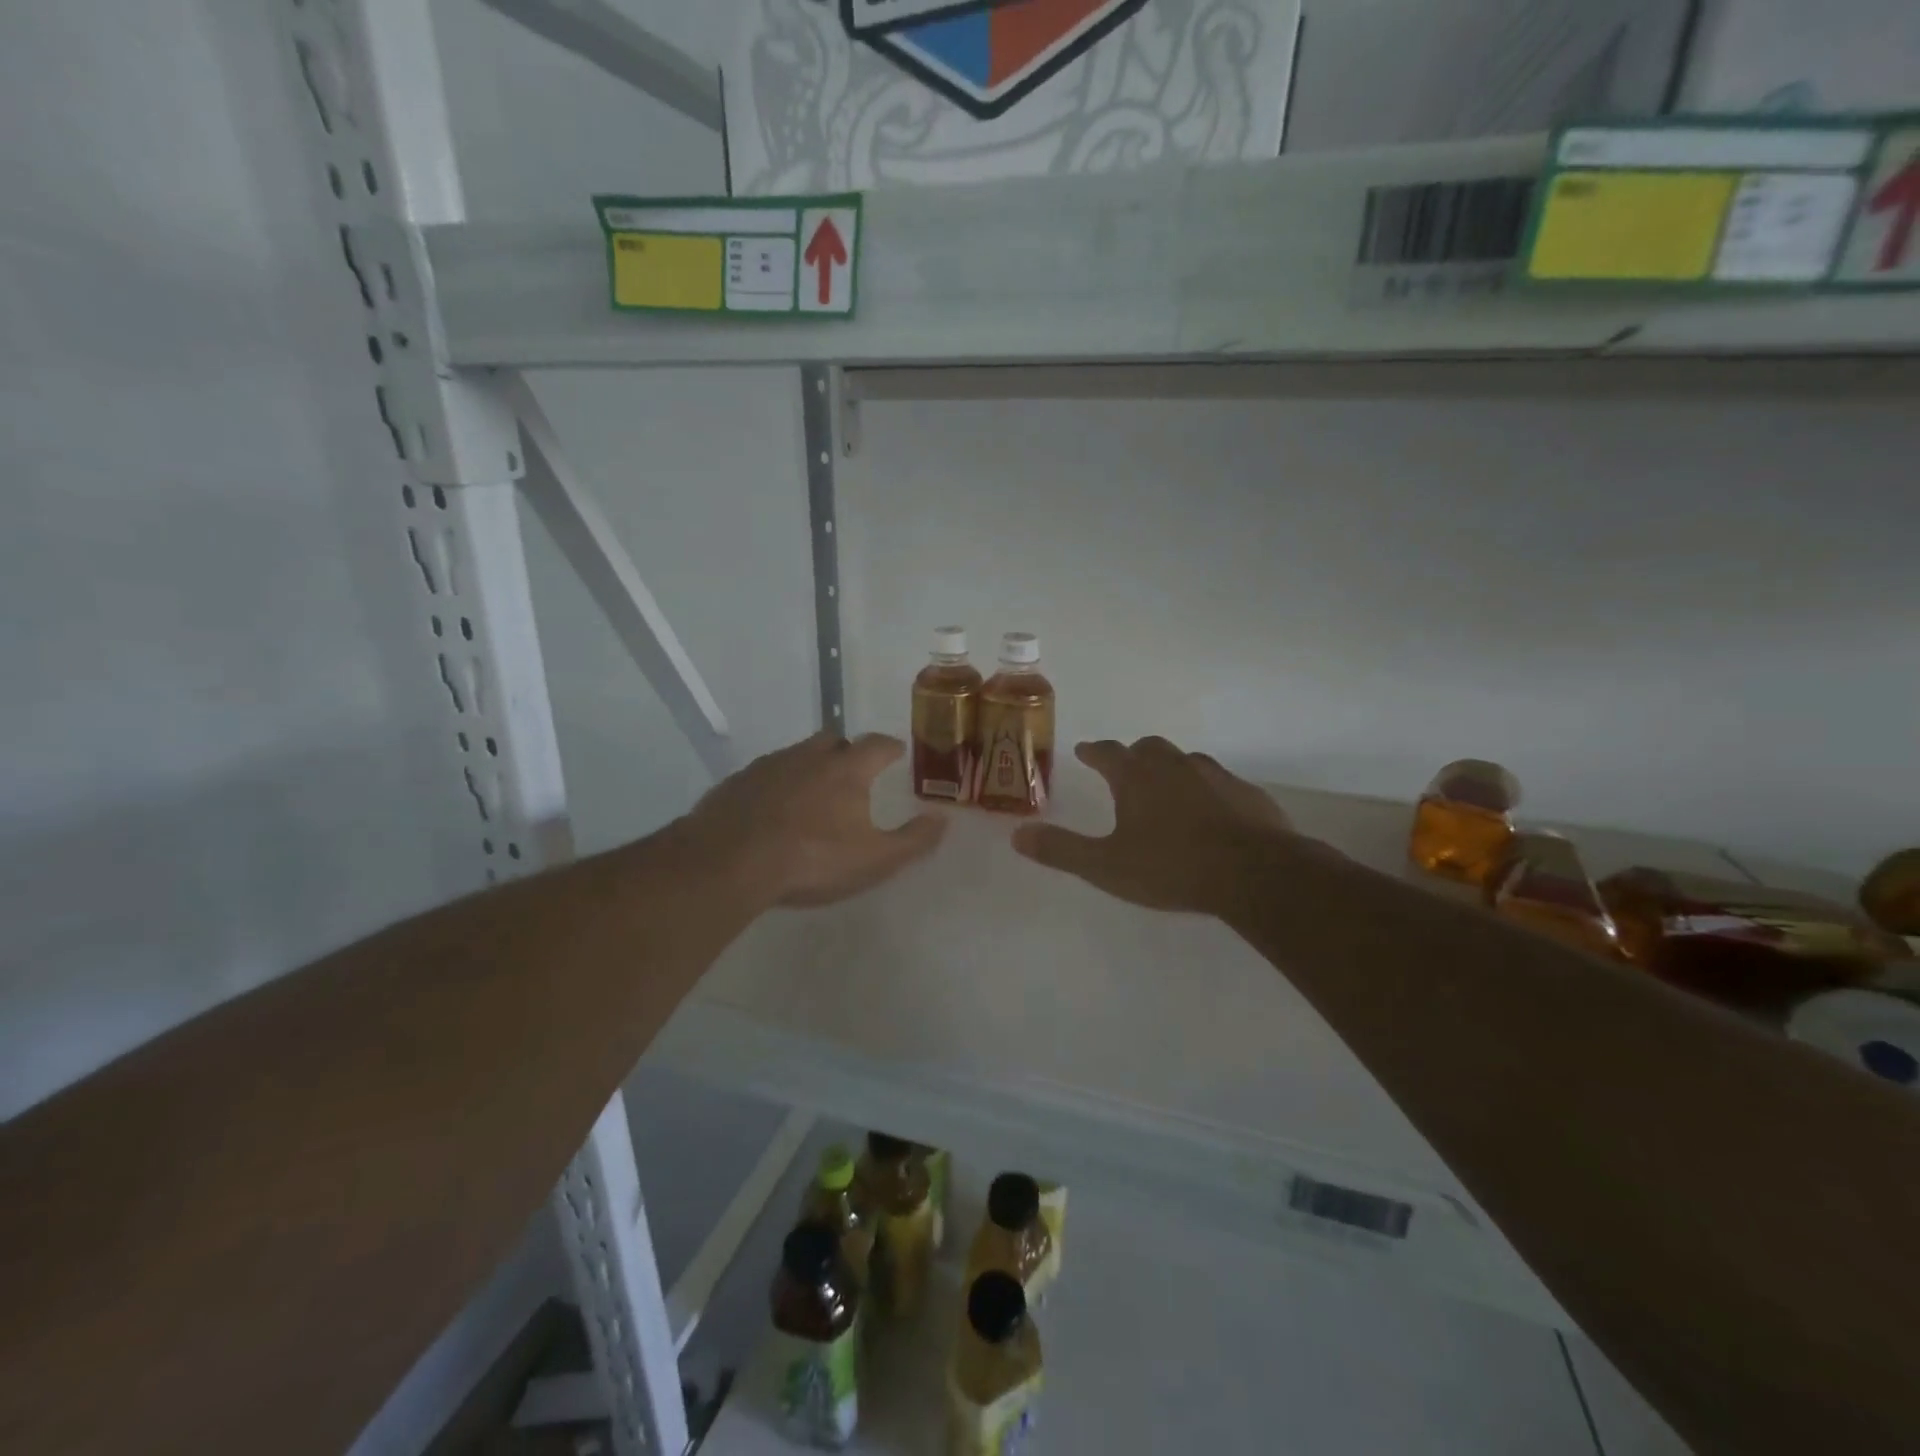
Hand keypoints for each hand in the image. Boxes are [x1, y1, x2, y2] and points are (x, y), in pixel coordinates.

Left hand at [684, 732, 945, 907]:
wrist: (729, 863)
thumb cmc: (812, 860)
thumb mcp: (875, 860)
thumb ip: (914, 840)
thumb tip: (943, 819)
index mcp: (846, 770)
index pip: (877, 745)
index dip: (891, 747)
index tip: (897, 753)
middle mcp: (808, 757)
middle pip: (834, 740)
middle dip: (847, 751)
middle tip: (853, 772)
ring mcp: (768, 766)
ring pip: (796, 755)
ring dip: (809, 766)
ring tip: (813, 794)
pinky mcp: (736, 783)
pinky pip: (765, 775)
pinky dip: (777, 785)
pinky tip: (773, 810)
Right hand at [1012, 737, 1298, 915]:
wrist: (1254, 873)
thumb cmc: (1171, 867)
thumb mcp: (1105, 866)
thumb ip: (1061, 850)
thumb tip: (1017, 835)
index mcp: (1136, 776)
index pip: (1106, 752)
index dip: (1092, 751)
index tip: (1084, 750)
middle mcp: (1174, 765)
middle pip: (1147, 748)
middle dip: (1132, 755)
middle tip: (1124, 769)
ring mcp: (1215, 775)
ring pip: (1185, 761)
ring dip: (1170, 769)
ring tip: (1165, 789)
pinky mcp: (1246, 794)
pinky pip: (1219, 782)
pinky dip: (1205, 789)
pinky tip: (1210, 811)